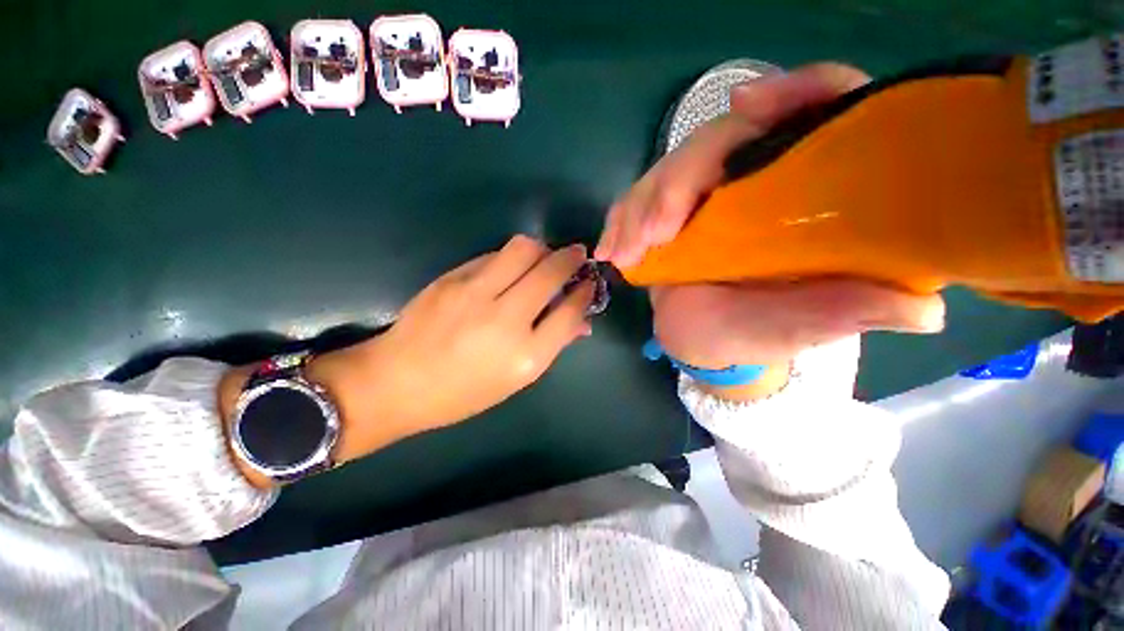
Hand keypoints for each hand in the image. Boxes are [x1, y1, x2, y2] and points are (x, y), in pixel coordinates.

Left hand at [316, 236, 594, 460]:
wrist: (396, 382)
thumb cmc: (463, 392)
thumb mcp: (515, 380)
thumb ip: (551, 345)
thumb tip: (581, 322)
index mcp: (525, 357)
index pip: (570, 312)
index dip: (585, 293)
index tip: (589, 284)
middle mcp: (505, 320)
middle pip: (551, 271)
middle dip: (571, 258)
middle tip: (577, 256)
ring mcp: (476, 294)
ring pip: (524, 249)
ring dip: (543, 249)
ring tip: (545, 257)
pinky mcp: (453, 278)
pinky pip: (494, 255)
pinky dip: (512, 257)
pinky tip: (511, 268)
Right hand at [595, 64, 944, 397]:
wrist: (709, 344)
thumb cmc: (761, 334)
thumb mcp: (806, 326)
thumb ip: (851, 312)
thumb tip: (925, 310)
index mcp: (803, 194)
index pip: (814, 112)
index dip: (791, 93)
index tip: (748, 106)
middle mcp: (752, 182)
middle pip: (716, 141)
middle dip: (677, 182)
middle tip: (655, 235)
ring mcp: (701, 197)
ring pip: (666, 172)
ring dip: (638, 210)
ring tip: (624, 255)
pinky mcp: (664, 215)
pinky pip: (635, 202)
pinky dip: (619, 222)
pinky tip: (609, 250)